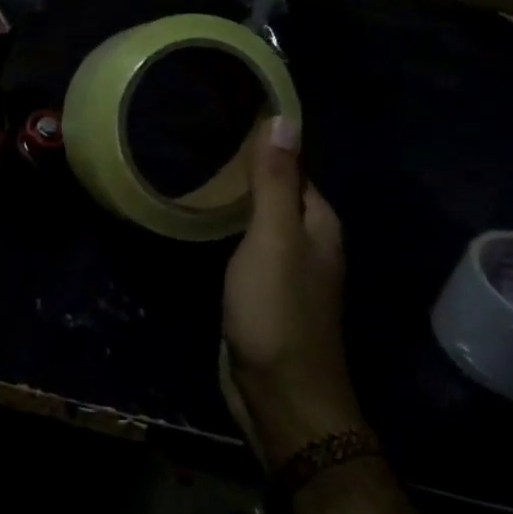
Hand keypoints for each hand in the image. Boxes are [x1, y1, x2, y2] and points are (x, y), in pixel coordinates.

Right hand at [221, 116, 360, 469]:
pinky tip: (202, 222)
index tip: (223, 117)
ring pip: (260, 221)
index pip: (293, 167)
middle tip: (196, 141)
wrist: (279, 396)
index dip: (264, 144)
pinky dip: (228, 230)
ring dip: (235, 200)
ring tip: (193, 173)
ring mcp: (285, 271)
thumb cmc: (277, 311)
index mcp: (319, 223)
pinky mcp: (262, 294)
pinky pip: (246, 248)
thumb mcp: (274, 238)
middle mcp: (309, 242)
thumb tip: (284, 117)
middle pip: (277, 193)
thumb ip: (277, 182)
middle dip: (245, 169)